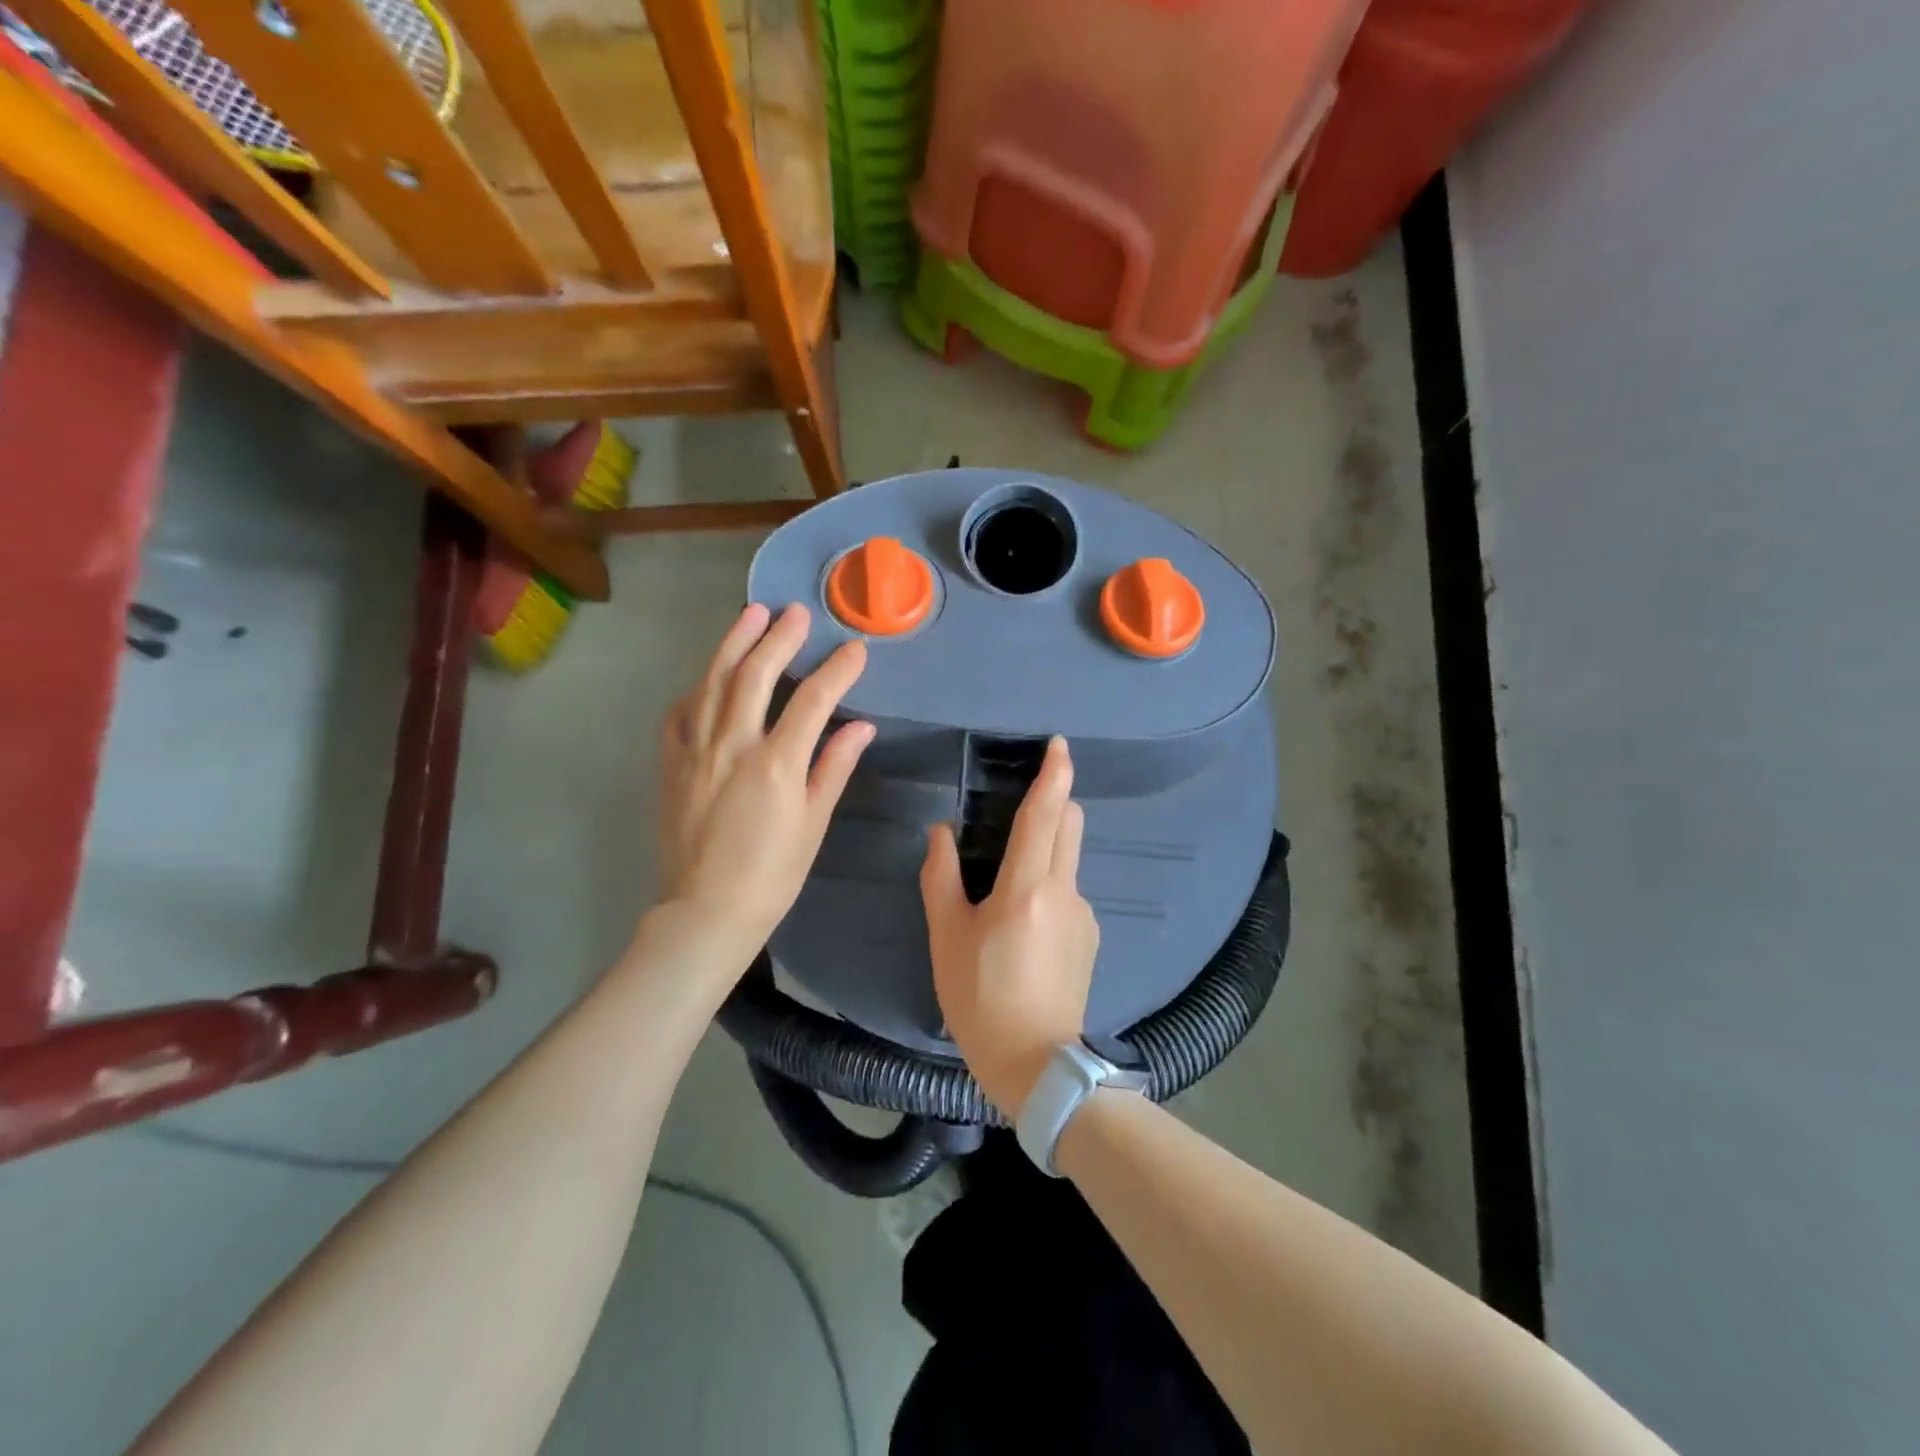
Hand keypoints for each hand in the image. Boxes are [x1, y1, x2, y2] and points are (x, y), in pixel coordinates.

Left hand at [658, 603, 872, 964]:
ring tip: (751, 614)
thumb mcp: (813, 822)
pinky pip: (679, 715)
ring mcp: (695, 751)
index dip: (838, 670)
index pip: (813, 700)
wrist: (707, 910)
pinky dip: (696, 690)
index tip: (856, 649)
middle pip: (756, 675)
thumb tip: (861, 726)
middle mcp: (733, 745)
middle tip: (796, 613)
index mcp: (776, 763)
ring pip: (713, 682)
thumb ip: (833, 767)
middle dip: (780, 638)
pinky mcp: (671, 764)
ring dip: (734, 644)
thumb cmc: (773, 873)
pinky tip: (708, 678)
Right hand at [920, 736, 1098, 1113]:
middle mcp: (1065, 891)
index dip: (1053, 774)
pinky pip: (1070, 890)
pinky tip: (1024, 925)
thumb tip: (941, 832)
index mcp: (1027, 887)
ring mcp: (1084, 914)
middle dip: (1053, 802)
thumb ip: (941, 877)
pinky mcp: (1091, 936)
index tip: (1058, 745)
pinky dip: (1050, 884)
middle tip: (1021, 810)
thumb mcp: (947, 937)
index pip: (1045, 815)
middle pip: (1070, 824)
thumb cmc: (980, 998)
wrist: (1037, 1064)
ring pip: (1070, 858)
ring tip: (1009, 885)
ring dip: (1048, 847)